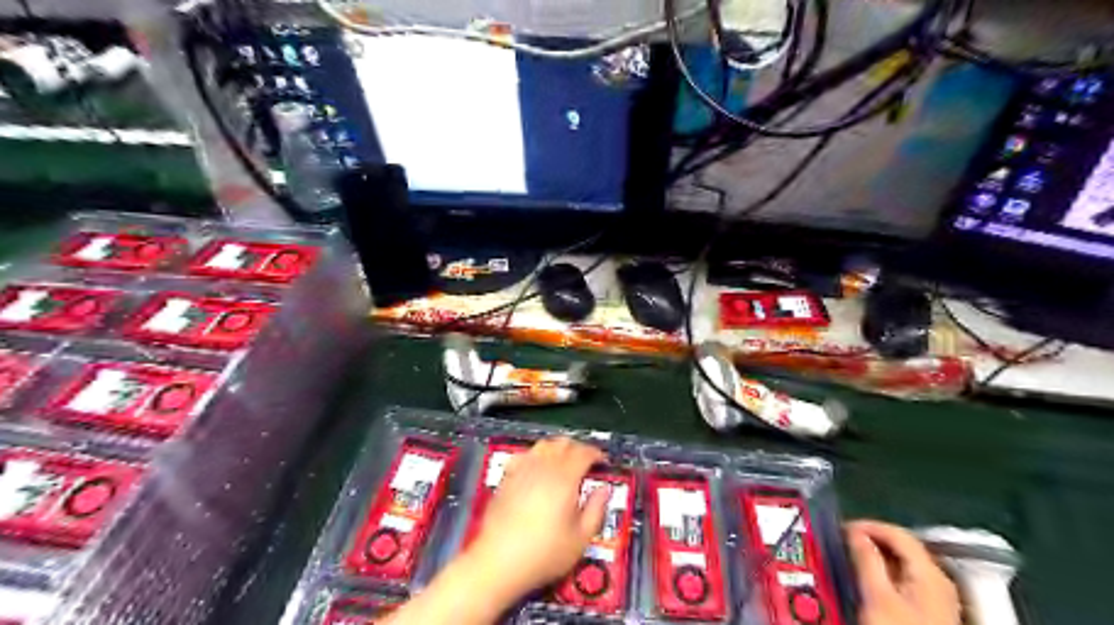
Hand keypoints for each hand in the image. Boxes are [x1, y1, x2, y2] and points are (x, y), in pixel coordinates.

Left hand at [466, 435, 611, 599]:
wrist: (498, 562)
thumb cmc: (543, 554)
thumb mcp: (580, 539)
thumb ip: (596, 510)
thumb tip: (603, 490)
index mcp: (564, 479)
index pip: (584, 453)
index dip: (596, 453)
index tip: (603, 462)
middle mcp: (543, 468)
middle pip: (563, 444)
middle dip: (578, 448)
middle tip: (587, 462)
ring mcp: (522, 470)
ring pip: (543, 445)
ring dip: (557, 448)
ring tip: (564, 462)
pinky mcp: (506, 478)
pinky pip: (524, 455)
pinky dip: (536, 456)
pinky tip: (537, 468)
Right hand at [850, 520, 961, 624]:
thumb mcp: (877, 596)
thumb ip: (867, 559)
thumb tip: (856, 533)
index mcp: (930, 573)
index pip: (897, 533)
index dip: (868, 525)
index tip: (841, 528)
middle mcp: (937, 582)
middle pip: (901, 547)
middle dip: (870, 541)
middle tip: (842, 542)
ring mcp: (935, 599)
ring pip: (901, 564)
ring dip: (874, 558)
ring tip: (849, 559)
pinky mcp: (928, 613)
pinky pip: (903, 580)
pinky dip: (882, 574)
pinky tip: (866, 581)